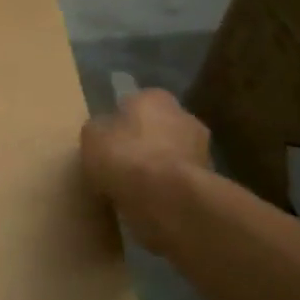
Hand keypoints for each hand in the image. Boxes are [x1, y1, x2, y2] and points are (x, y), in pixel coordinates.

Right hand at [80, 88, 210, 255]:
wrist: (169, 197)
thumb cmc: (126, 157)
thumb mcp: (91, 138)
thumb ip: (98, 130)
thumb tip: (103, 131)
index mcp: (154, 98)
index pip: (133, 103)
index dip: (117, 122)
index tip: (105, 142)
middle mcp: (184, 115)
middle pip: (155, 129)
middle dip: (140, 144)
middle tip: (117, 165)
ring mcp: (201, 147)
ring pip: (168, 155)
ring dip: (155, 167)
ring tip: (131, 189)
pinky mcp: (208, 179)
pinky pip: (177, 180)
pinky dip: (164, 188)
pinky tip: (147, 202)